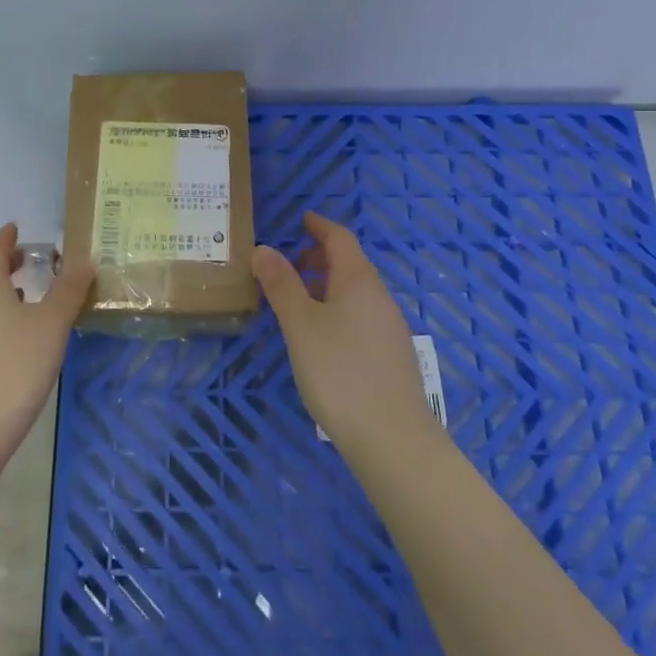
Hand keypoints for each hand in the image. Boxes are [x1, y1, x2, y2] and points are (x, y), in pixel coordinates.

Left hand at [0, 225, 96, 442]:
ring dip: (0, 292)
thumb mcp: (50, 324)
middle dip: (3, 263)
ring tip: (26, 295)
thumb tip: (84, 256)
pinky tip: (15, 338)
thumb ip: (68, 289)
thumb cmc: (12, 367)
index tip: (17, 229)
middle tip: (28, 259)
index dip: (5, 237)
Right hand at [253, 212, 437, 451]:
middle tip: (288, 265)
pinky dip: (338, 309)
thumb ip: (282, 285)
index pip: (340, 238)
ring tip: (297, 302)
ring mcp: (390, 327)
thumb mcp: (300, 325)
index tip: (301, 219)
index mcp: (359, 281)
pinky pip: (361, 315)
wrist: (391, 436)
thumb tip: (264, 248)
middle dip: (320, 257)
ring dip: (327, 285)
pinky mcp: (391, 355)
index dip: (319, 226)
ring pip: (356, 292)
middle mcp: (379, 297)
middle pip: (350, 264)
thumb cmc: (339, 371)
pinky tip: (322, 336)